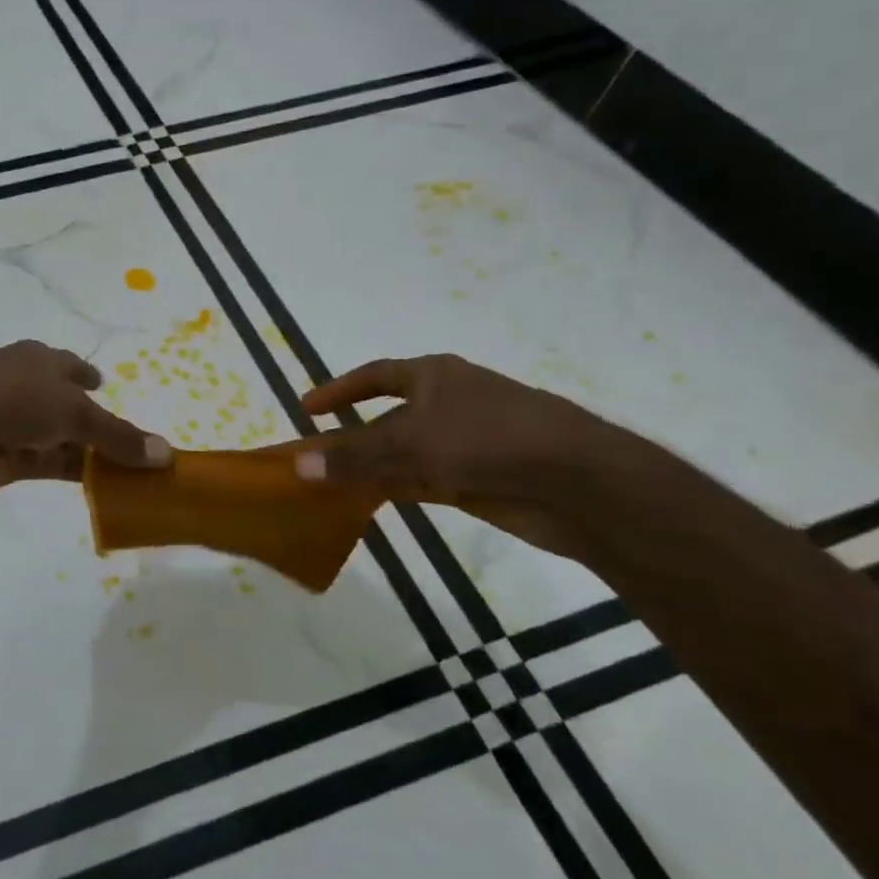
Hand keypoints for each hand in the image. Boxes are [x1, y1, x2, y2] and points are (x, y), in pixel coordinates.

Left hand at [0, 340, 172, 500]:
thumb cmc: (15, 400)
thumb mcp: (76, 412)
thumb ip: (119, 436)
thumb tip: (167, 454)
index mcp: (35, 359)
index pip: (66, 364)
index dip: (85, 373)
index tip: (101, 383)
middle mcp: (20, 385)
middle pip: (60, 402)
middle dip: (85, 417)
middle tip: (115, 435)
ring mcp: (6, 421)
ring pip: (52, 435)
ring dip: (79, 449)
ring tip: (114, 467)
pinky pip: (40, 462)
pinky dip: (63, 469)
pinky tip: (89, 483)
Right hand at [293, 354, 640, 559]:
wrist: (579, 482)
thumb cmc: (488, 439)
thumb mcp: (411, 443)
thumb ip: (353, 457)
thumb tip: (299, 465)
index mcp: (434, 376)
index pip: (375, 376)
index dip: (339, 390)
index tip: (307, 409)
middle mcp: (446, 404)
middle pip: (386, 418)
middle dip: (351, 437)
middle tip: (314, 457)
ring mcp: (462, 443)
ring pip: (402, 453)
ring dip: (369, 467)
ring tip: (329, 485)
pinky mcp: (475, 479)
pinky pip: (419, 480)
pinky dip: (392, 487)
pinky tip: (365, 502)